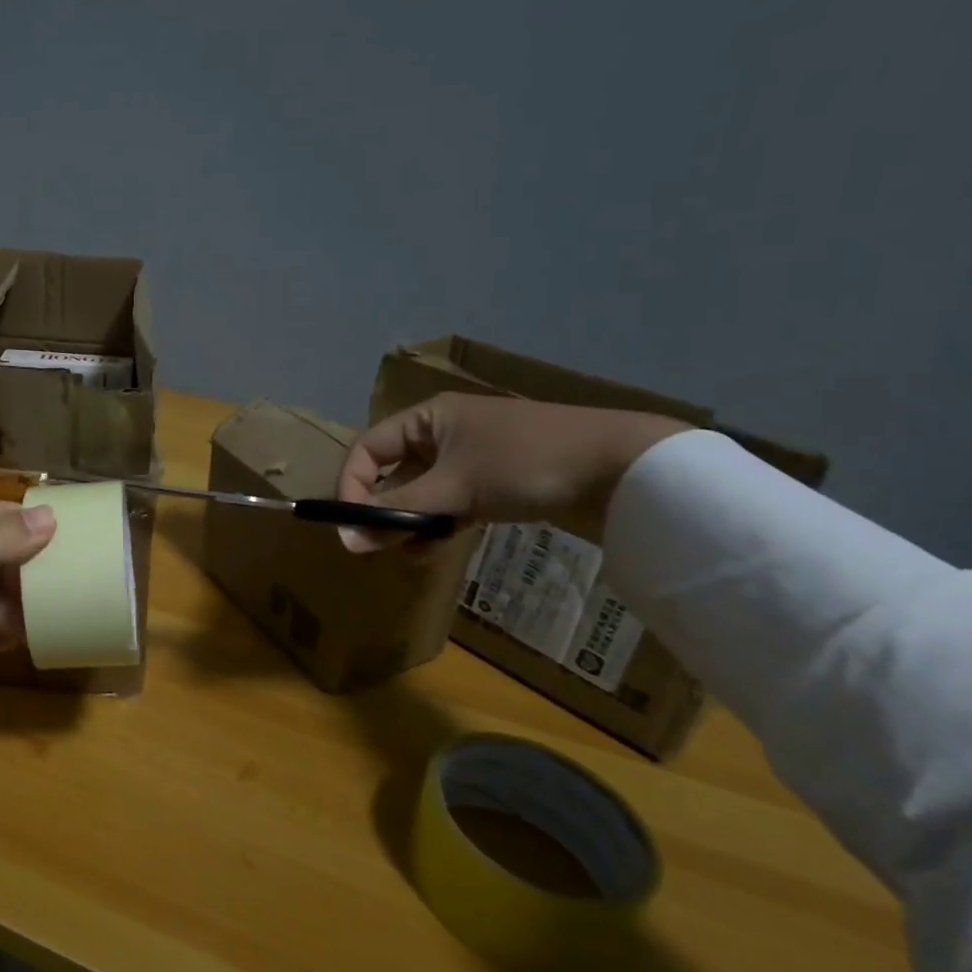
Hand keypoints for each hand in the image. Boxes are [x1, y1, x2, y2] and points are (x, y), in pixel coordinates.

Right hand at [336, 392, 688, 551]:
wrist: (625, 468)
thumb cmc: (526, 462)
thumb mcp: (455, 486)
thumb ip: (398, 512)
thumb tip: (345, 540)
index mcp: (428, 418)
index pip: (369, 449)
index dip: (353, 484)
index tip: (352, 524)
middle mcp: (443, 434)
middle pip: (394, 473)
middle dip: (383, 510)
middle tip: (378, 547)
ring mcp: (471, 460)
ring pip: (422, 494)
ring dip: (410, 524)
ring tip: (409, 554)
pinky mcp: (495, 484)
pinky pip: (450, 504)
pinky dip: (439, 525)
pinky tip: (435, 549)